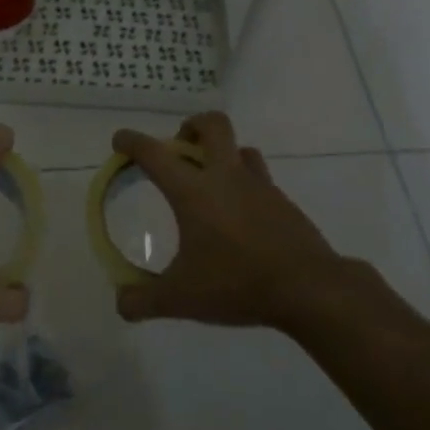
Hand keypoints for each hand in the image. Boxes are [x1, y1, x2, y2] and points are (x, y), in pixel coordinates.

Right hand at [111, 112, 417, 337]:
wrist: (309, 289)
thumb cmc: (237, 284)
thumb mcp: (180, 298)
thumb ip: (143, 300)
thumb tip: (121, 303)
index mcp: (194, 191)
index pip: (155, 154)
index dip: (132, 142)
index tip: (120, 140)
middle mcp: (226, 177)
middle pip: (212, 126)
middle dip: (190, 127)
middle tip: (178, 149)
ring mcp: (260, 187)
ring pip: (241, 149)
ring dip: (221, 154)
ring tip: (209, 182)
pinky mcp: (284, 203)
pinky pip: (260, 179)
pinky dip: (243, 185)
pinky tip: (238, 216)